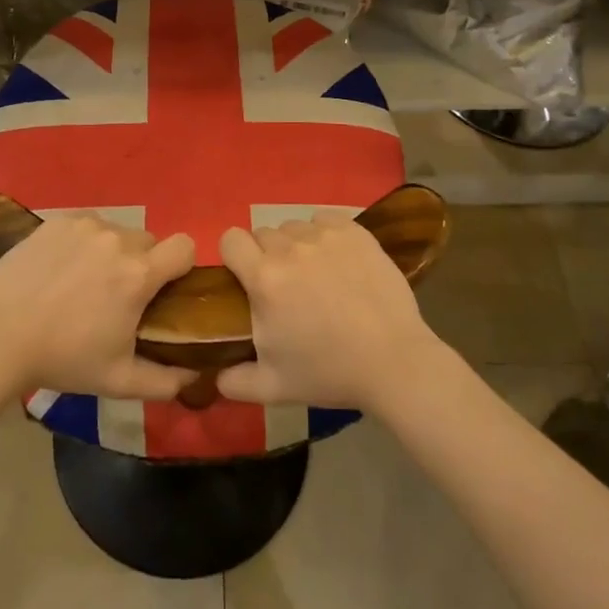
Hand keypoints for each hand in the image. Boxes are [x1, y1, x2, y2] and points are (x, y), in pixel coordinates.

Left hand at [0, 214, 197, 400]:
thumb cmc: (63, 358)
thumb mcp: (119, 381)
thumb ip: (165, 381)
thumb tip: (193, 376)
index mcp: (138, 273)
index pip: (184, 247)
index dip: (180, 266)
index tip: (164, 289)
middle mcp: (117, 239)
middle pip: (148, 242)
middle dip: (141, 264)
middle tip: (117, 295)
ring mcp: (85, 225)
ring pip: (115, 232)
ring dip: (111, 252)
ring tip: (83, 283)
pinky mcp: (56, 221)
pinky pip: (85, 226)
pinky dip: (82, 243)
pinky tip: (60, 269)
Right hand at [216, 212, 445, 412]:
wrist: (394, 362)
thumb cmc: (330, 373)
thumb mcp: (273, 388)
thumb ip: (235, 381)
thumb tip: (214, 376)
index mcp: (264, 279)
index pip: (231, 239)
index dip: (234, 256)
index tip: (246, 278)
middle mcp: (290, 248)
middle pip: (263, 234)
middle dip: (267, 255)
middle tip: (285, 286)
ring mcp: (325, 236)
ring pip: (294, 226)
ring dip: (296, 245)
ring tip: (315, 274)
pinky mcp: (355, 231)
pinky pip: (324, 220)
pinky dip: (324, 234)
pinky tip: (337, 260)